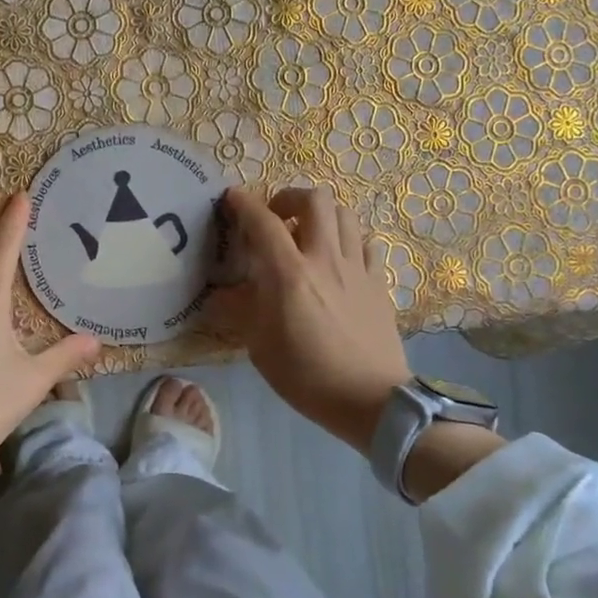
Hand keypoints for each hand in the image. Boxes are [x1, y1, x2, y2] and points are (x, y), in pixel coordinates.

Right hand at [213, 185, 410, 451]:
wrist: (370, 400)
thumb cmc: (307, 375)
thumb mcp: (260, 346)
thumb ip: (240, 311)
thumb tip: (219, 295)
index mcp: (290, 274)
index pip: (263, 222)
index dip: (245, 203)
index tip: (232, 197)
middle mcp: (325, 259)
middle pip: (315, 200)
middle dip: (290, 197)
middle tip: (277, 217)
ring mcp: (357, 268)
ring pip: (345, 214)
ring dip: (322, 214)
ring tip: (308, 234)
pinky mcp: (378, 282)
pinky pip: (366, 242)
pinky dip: (348, 238)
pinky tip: (339, 257)